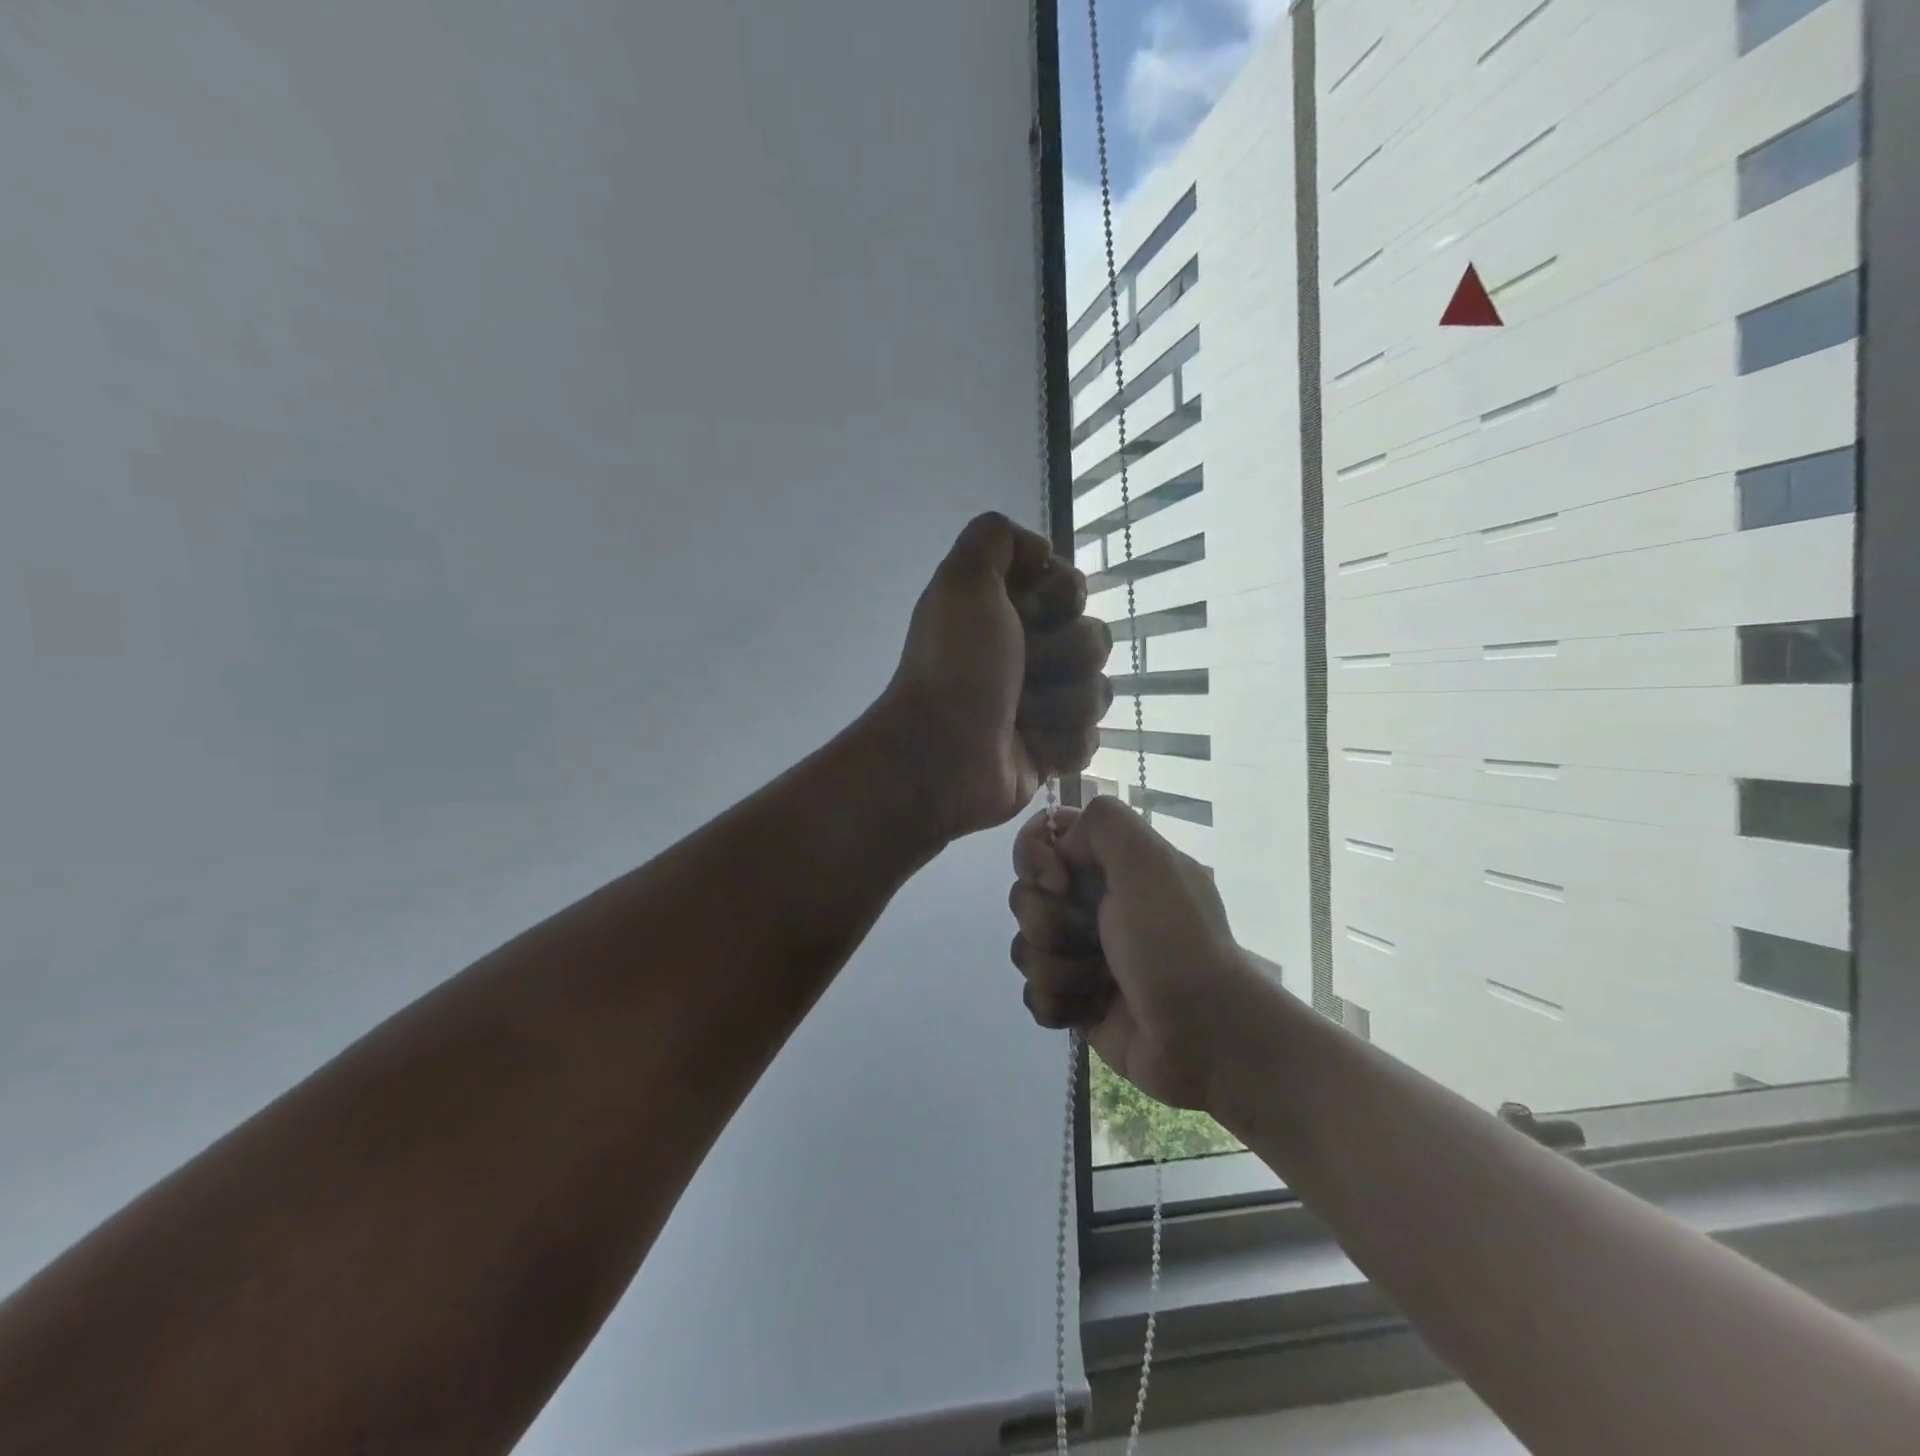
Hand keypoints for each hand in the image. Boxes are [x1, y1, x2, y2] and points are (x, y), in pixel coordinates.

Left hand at [881, 512, 1112, 842]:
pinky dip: (1059, 744)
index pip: (1073, 589)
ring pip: (1096, 693)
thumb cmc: (955, 667)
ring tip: (1018, 718)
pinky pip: (1088, 740)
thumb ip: (994, 537)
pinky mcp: (1050, 752)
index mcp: (1007, 613)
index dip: (1060, 599)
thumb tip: (1041, 551)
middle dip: (1059, 656)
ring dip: (1058, 705)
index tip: (1025, 614)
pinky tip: (1029, 748)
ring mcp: (1042, 705)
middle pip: (1093, 640)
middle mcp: (1027, 654)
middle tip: (1017, 673)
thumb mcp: (963, 580)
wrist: (942, 755)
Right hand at [1008, 797, 1260, 1113]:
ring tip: (1100, 982)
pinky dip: (1058, 1003)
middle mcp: (1096, 905)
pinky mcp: (1076, 1002)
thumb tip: (1061, 850)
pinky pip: (1034, 993)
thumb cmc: (1174, 942)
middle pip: (1025, 897)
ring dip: (1059, 967)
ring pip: (1026, 947)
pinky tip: (1091, 1009)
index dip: (1036, 859)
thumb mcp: (1148, 860)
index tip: (1059, 881)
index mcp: (1113, 866)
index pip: (1044, 842)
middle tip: (1093, 939)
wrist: (1204, 1036)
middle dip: (1050, 922)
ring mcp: (1084, 955)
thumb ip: (1102, 822)